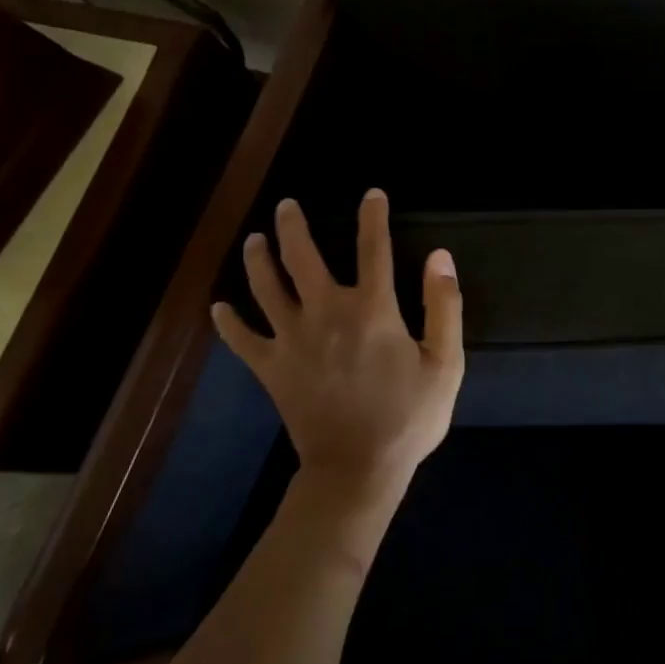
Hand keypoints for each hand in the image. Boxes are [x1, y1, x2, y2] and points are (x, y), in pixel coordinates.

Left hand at [211, 189, 464, 496]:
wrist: (357, 469)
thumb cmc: (408, 416)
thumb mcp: (445, 362)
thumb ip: (443, 305)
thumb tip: (440, 256)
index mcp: (372, 309)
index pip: (373, 248)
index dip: (373, 217)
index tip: (372, 194)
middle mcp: (327, 313)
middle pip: (303, 257)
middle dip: (294, 226)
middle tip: (287, 205)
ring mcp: (292, 340)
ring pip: (266, 288)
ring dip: (258, 259)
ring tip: (254, 239)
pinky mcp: (271, 368)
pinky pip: (242, 340)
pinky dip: (228, 323)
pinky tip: (219, 307)